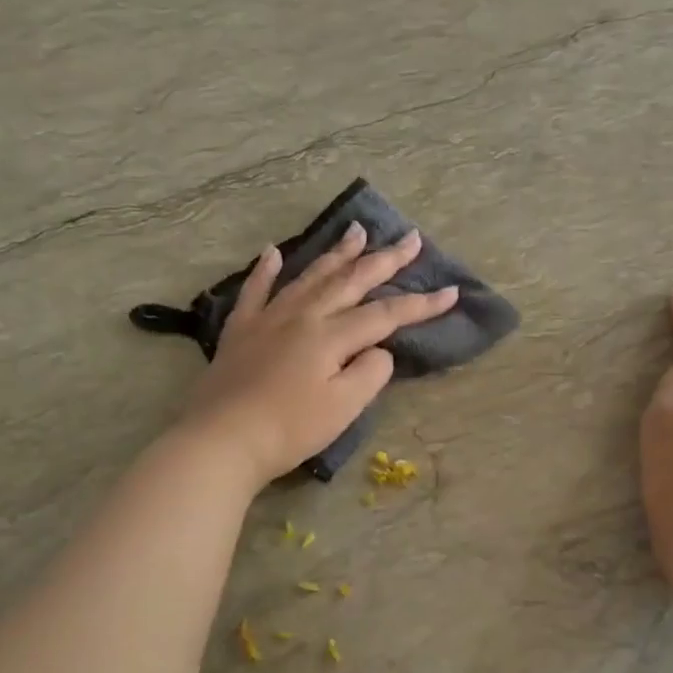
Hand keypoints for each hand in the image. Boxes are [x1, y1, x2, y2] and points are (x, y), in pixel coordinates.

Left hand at [177, 223, 458, 488]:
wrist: (220, 441)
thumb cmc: (289, 429)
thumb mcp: (343, 408)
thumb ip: (370, 373)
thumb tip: (378, 349)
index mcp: (331, 336)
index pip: (386, 314)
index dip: (421, 304)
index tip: (451, 292)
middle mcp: (303, 316)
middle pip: (351, 281)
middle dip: (385, 260)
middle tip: (410, 238)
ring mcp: (268, 319)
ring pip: (310, 277)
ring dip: (337, 254)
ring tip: (357, 232)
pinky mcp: (241, 331)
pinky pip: (255, 291)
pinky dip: (266, 270)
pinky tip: (272, 252)